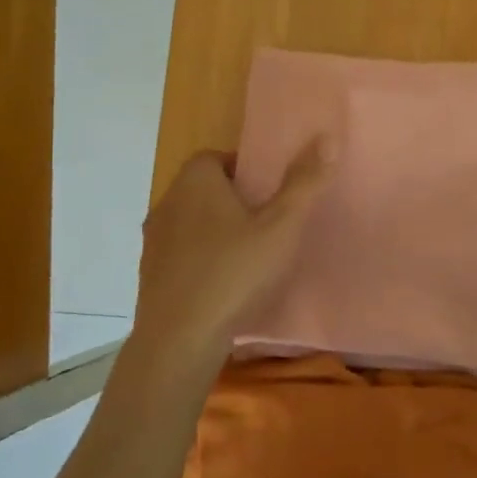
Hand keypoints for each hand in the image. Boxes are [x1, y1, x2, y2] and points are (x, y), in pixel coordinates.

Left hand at [133, 140, 333, 361]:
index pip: (216, 157)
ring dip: (215, 230)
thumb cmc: (234, 274)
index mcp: (195, 183)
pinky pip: (180, 255)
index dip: (244, 168)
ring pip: (190, 223)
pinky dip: (200, 260)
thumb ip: (304, 182)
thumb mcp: (281, 226)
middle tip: (267, 220)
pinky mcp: (150, 277)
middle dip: (232, 199)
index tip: (270, 190)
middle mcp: (167, 204)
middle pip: (202, 189)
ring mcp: (154, 243)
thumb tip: (327, 136)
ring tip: (249, 253)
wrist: (179, 342)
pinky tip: (224, 283)